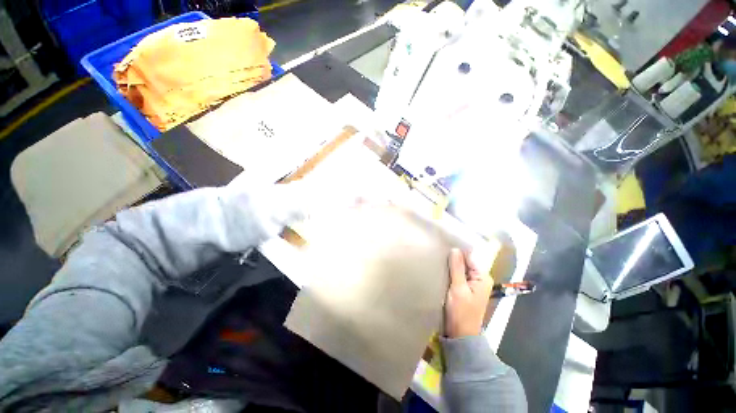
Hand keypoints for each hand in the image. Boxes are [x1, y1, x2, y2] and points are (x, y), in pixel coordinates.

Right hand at [444, 248, 493, 337]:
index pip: (470, 257)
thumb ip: (457, 268)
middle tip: (439, 252)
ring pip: (461, 268)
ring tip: (438, 258)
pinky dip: (451, 272)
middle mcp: (480, 278)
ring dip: (451, 265)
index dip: (458, 251)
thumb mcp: (458, 288)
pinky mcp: (465, 288)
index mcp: (482, 277)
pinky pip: (458, 275)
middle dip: (454, 258)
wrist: (461, 334)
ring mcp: (473, 284)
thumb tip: (455, 249)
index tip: (445, 245)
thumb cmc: (461, 312)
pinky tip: (442, 269)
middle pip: (466, 262)